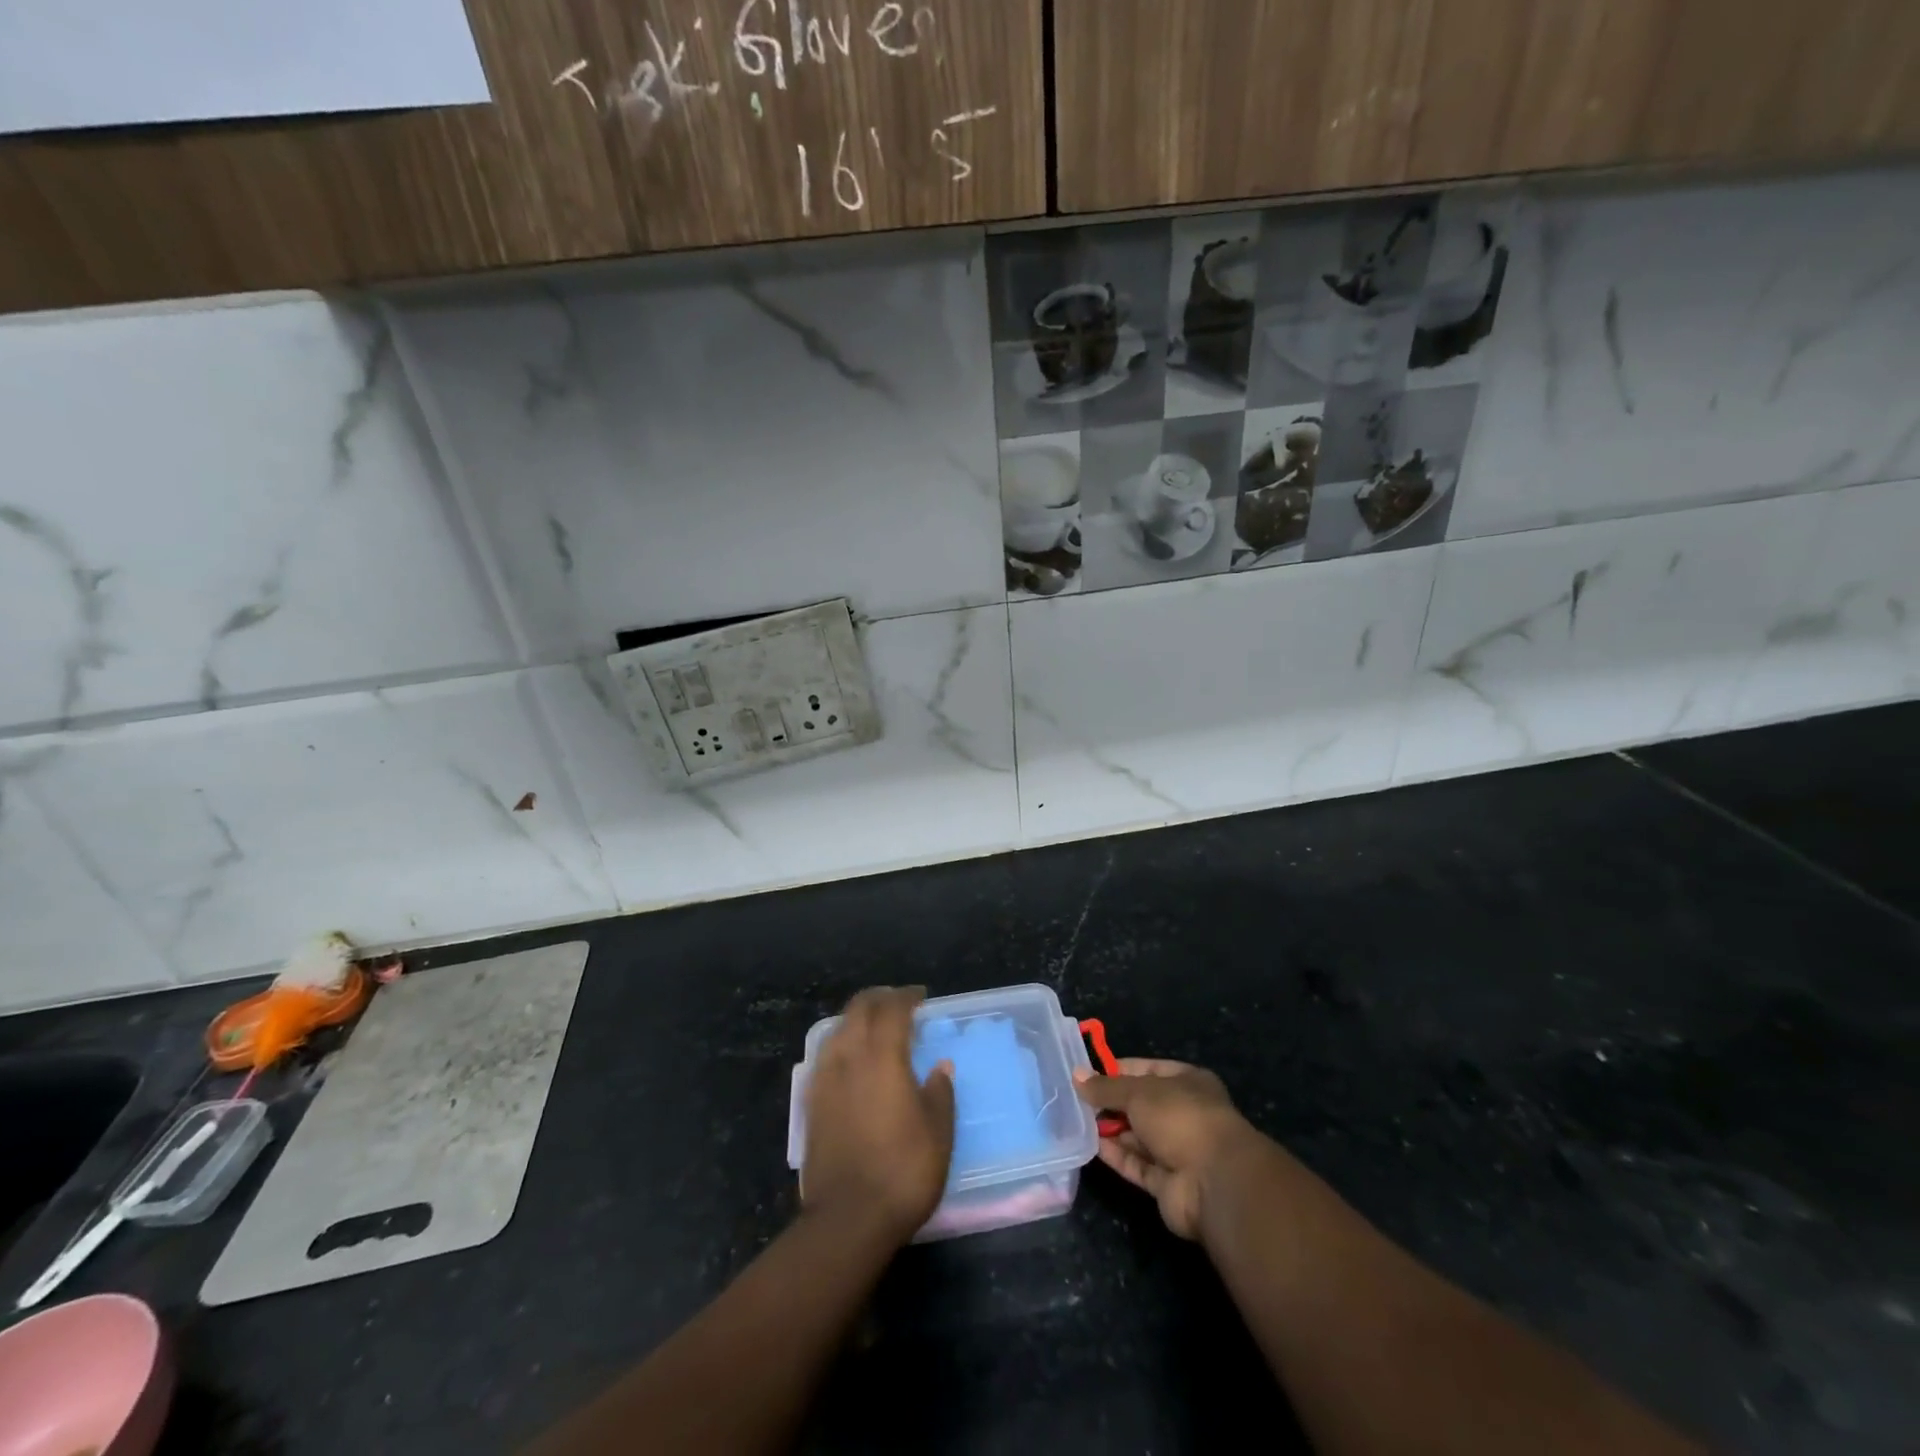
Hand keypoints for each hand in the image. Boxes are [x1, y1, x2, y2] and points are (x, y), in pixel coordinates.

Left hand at [802, 987, 955, 1244]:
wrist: (848, 1218)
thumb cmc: (903, 1171)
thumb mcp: (939, 1133)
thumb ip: (939, 1093)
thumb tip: (940, 1067)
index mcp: (883, 1056)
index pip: (893, 1009)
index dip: (907, 997)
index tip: (921, 996)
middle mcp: (849, 1057)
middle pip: (859, 1009)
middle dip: (878, 999)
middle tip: (898, 1003)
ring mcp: (825, 1079)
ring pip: (837, 1029)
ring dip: (857, 1018)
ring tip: (874, 1027)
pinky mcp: (810, 1102)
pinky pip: (825, 1055)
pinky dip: (841, 1043)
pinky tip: (851, 1060)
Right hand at [1074, 1057, 1257, 1238]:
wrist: (1215, 1183)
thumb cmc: (1181, 1118)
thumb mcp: (1139, 1092)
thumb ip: (1106, 1087)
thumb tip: (1076, 1074)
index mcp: (1188, 1082)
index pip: (1148, 1069)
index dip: (1119, 1070)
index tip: (1087, 1072)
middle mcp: (1185, 1114)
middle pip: (1141, 1104)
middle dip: (1111, 1102)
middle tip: (1075, 1098)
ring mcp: (1178, 1151)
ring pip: (1138, 1136)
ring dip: (1111, 1129)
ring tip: (1075, 1120)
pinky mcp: (1167, 1183)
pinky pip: (1137, 1164)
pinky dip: (1116, 1155)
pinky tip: (1090, 1145)